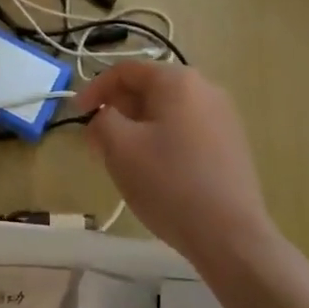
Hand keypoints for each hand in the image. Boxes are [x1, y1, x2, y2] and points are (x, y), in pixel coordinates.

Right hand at [75, 62, 273, 261]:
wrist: (231, 236)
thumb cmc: (169, 182)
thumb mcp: (119, 147)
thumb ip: (102, 120)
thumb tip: (105, 117)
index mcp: (177, 80)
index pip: (125, 71)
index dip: (95, 89)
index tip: (76, 115)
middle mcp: (205, 88)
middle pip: (149, 88)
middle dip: (117, 110)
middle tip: (97, 141)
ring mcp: (224, 117)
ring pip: (167, 112)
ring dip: (138, 127)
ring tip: (122, 158)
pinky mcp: (232, 145)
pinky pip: (186, 130)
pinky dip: (163, 140)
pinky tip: (155, 171)